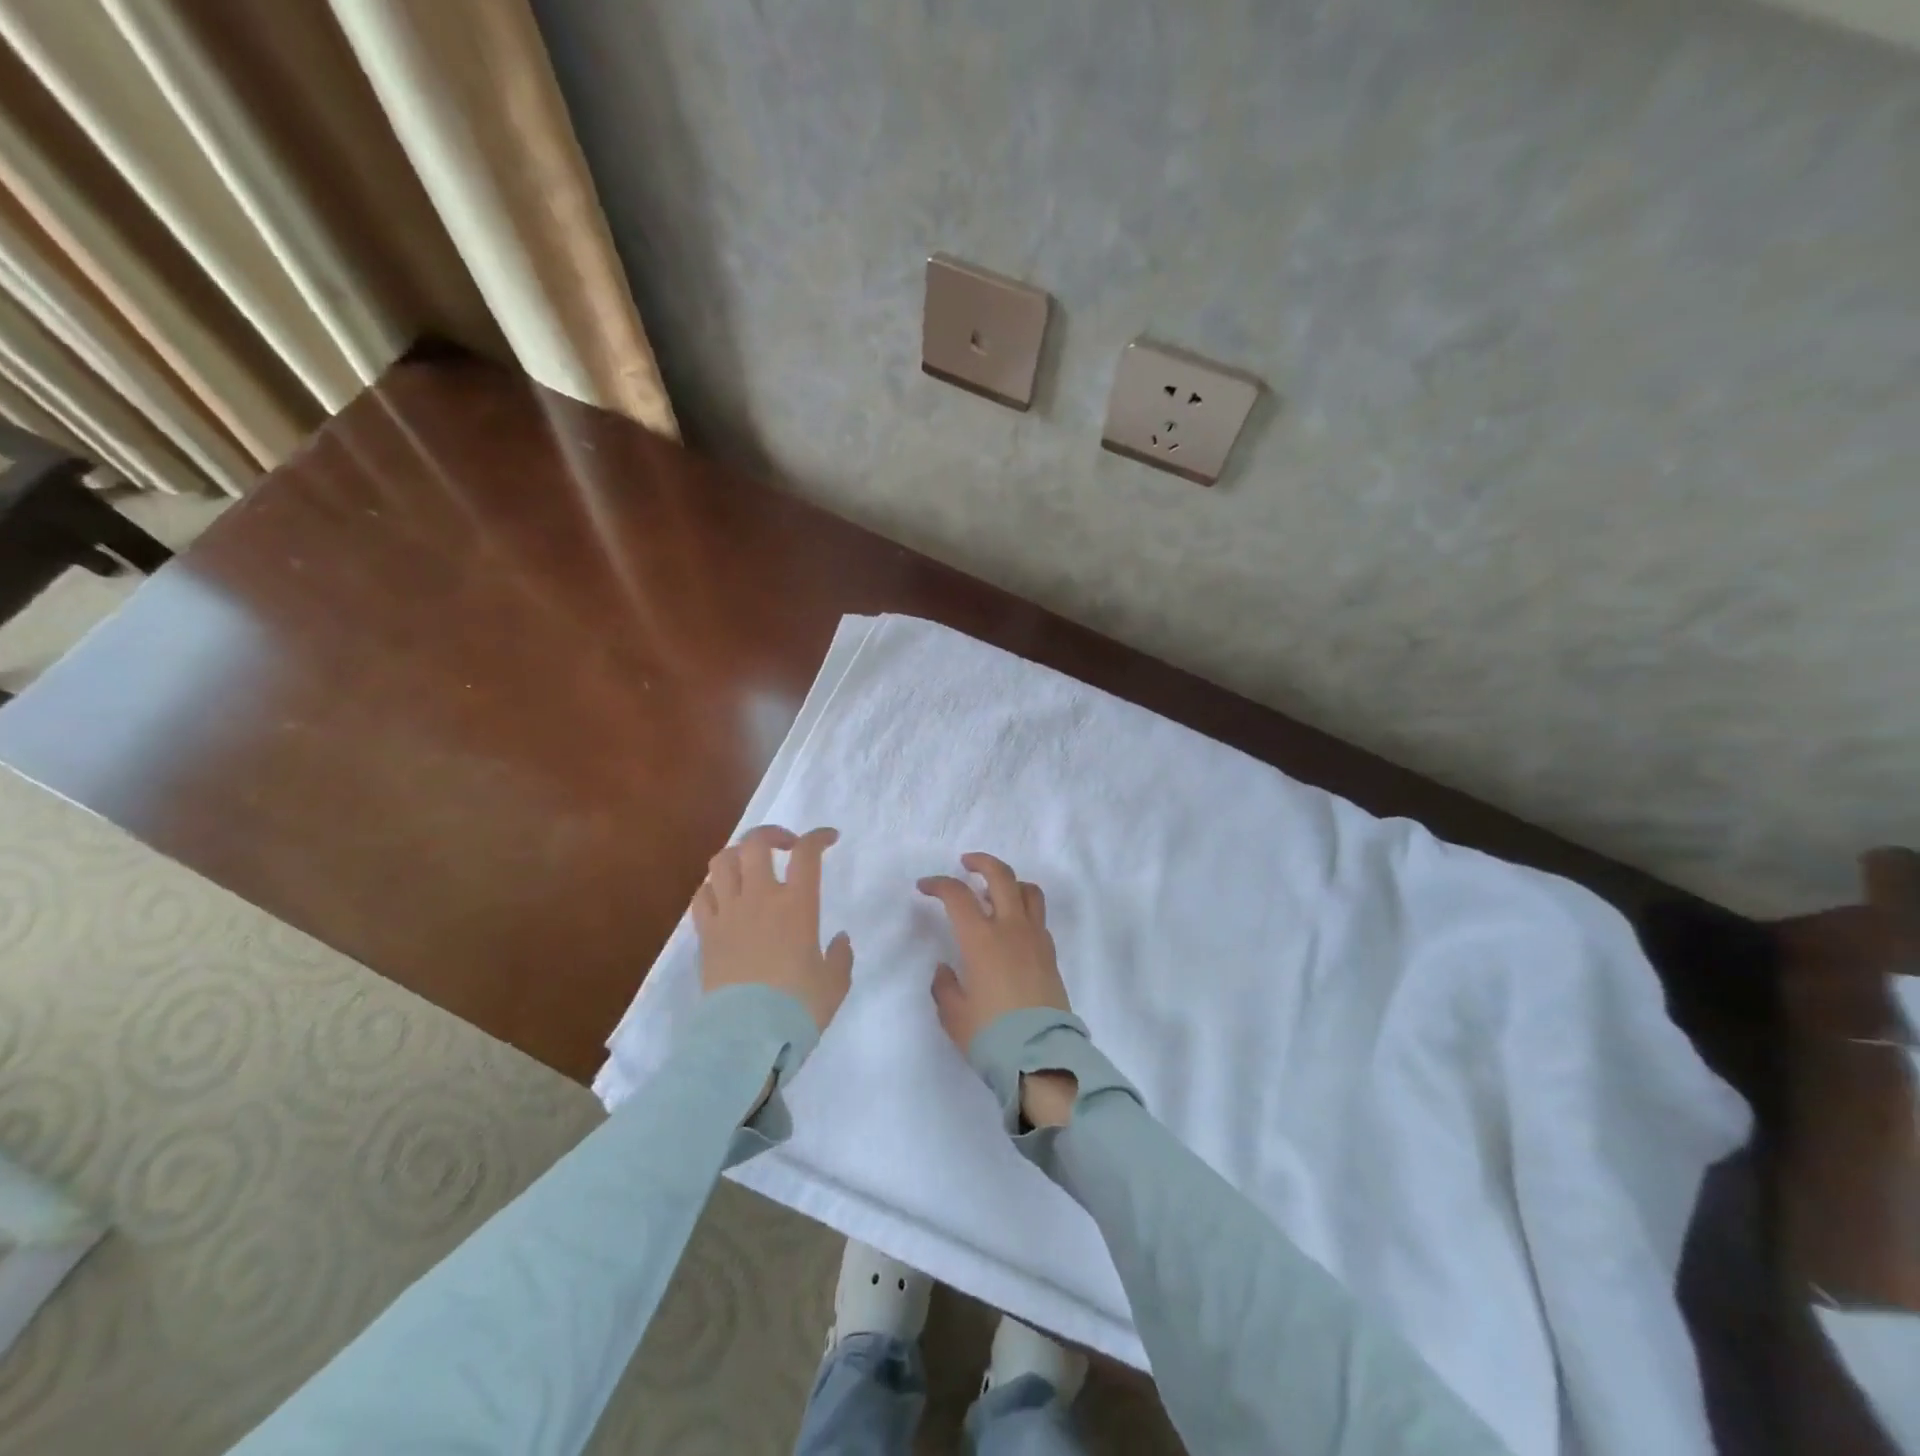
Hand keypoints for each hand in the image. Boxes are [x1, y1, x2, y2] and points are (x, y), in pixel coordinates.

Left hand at [694, 825, 852, 1033]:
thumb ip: (840, 956)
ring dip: (738, 855)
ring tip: (751, 866)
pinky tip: (725, 897)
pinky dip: (713, 887)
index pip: (807, 853)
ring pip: (722, 861)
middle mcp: (760, 898)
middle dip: (772, 834)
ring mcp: (728, 914)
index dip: (818, 837)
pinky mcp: (706, 935)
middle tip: (786, 845)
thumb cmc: (798, 1009)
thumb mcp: (834, 984)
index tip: (829, 839)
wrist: (747, 1039)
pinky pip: (702, 896)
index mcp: (797, 905)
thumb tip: (839, 940)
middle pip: (756, 843)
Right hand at [919, 853, 1078, 1127]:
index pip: (957, 895)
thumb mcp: (953, 1014)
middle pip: (1001, 876)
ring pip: (1028, 891)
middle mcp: (1011, 928)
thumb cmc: (990, 1035)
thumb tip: (945, 968)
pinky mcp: (1051, 954)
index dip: (938, 884)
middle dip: (981, 862)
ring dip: (1010, 882)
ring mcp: (1035, 938)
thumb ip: (944, 985)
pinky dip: (1023, 910)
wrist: (1040, 1057)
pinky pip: (1038, 917)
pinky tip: (1012, 928)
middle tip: (966, 863)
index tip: (924, 887)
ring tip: (994, 892)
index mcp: (981, 939)